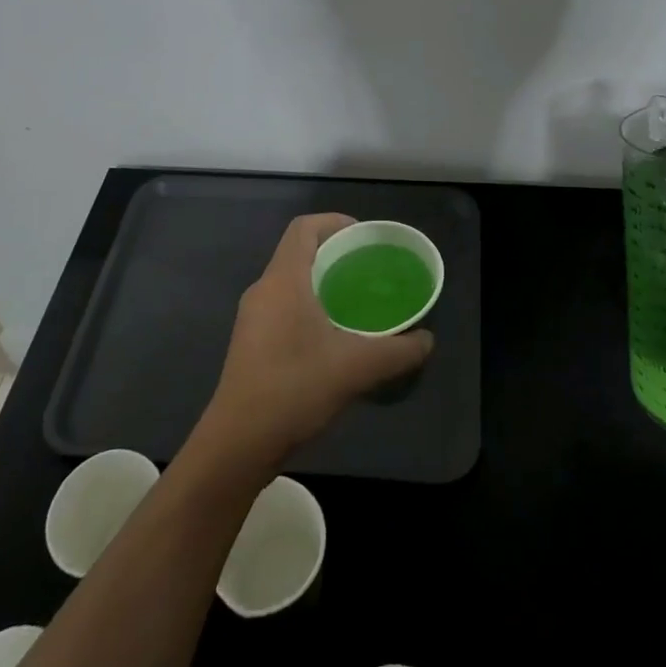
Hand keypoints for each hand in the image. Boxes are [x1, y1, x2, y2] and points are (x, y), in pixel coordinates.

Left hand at [203, 214, 433, 466]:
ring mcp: (252, 318)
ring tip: (355, 303)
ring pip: (289, 282)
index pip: (303, 228)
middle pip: (298, 253)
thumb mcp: (356, 368)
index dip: (333, 222)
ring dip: (321, 284)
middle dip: (333, 255)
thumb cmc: (294, 389)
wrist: (238, 444)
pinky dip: (308, 307)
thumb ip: (397, 351)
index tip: (363, 237)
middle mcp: (263, 290)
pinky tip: (331, 338)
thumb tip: (427, 341)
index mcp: (283, 280)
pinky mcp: (249, 343)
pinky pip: (282, 307)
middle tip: (367, 271)